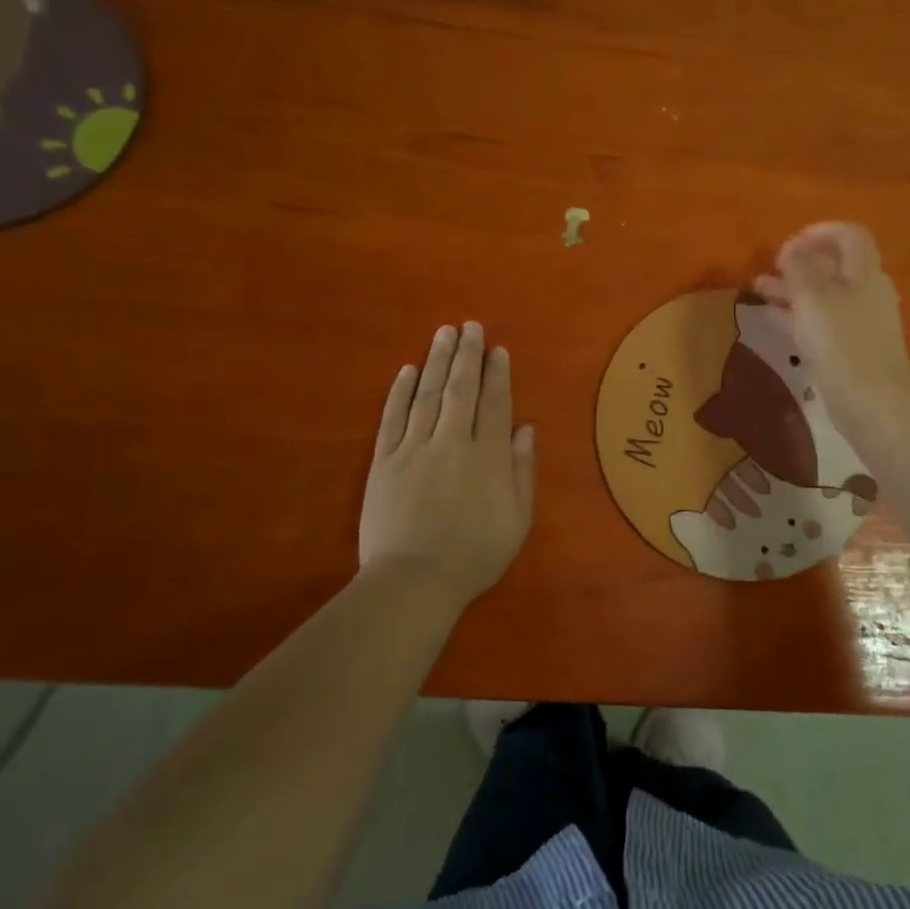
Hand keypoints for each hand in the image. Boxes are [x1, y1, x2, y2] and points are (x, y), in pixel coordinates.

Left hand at [359, 322, 535, 607]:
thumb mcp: (517, 519)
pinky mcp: (384, 461)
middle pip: (459, 389)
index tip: (497, 349)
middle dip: (466, 355)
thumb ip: (522, 470)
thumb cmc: (474, 555)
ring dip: (436, 362)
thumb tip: (525, 428)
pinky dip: (399, 392)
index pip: (494, 403)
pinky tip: (406, 370)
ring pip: (426, 395)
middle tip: (469, 327)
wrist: (414, 581)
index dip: (497, 374)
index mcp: (487, 456)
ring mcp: (413, 448)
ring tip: (443, 334)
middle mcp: (451, 442)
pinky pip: (392, 418)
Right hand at [752, 222, 909, 430]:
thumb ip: (798, 267)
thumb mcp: (812, 297)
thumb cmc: (841, 341)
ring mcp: (859, 323)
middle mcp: (866, 293)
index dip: (821, 232)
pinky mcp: (850, 349)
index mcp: (864, 273)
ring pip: (823, 296)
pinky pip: (821, 322)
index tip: (791, 241)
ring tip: (758, 289)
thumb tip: (791, 247)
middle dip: (799, 263)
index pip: (850, 236)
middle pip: (834, 267)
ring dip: (792, 289)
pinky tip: (772, 317)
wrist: (870, 400)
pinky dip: (797, 315)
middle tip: (769, 267)